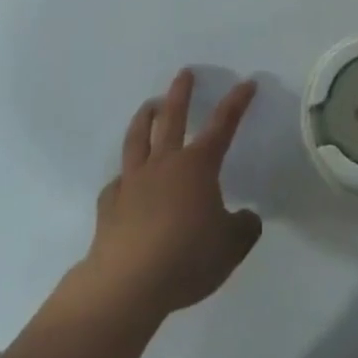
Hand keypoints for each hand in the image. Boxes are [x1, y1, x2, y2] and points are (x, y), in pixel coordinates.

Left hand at [76, 69, 261, 319]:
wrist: (127, 284)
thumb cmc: (186, 258)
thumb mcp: (231, 247)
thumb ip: (243, 228)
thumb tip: (248, 218)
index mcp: (198, 166)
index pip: (222, 125)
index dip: (236, 103)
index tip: (246, 82)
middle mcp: (165, 163)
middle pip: (173, 117)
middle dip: (181, 93)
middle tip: (184, 73)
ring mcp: (134, 182)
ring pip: (138, 138)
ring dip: (145, 117)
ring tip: (150, 105)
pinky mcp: (110, 205)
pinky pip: (117, 184)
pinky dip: (123, 179)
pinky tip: (123, 184)